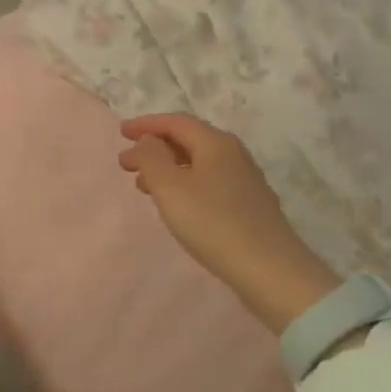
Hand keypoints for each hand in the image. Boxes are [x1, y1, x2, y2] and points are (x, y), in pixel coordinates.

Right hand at [119, 113, 339, 334]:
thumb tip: (147, 140)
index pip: (175, 122)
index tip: (121, 133)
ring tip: (144, 187)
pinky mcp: (249, 204)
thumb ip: (151, 157)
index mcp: (215, 143)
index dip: (146, 124)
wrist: (269, 270)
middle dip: (154, 148)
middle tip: (126, 164)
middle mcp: (233, 154)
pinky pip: (208, 181)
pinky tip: (176, 204)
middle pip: (188, 140)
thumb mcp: (170, 187)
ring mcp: (244, 179)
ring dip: (167, 168)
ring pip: (197, 162)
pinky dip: (184, 183)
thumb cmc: (212, 223)